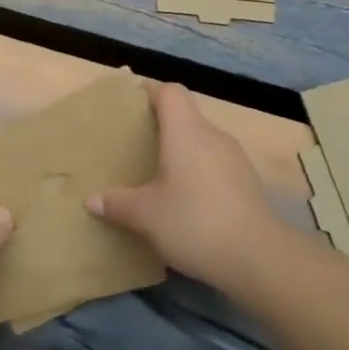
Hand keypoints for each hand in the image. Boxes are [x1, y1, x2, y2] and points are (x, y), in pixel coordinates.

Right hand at [86, 81, 279, 287]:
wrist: (256, 257)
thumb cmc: (193, 222)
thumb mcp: (145, 215)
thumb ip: (117, 203)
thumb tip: (92, 200)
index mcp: (186, 131)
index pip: (170, 92)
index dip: (151, 93)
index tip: (131, 108)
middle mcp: (212, 135)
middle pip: (186, 116)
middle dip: (163, 127)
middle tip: (139, 147)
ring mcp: (235, 158)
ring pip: (203, 141)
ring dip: (183, 152)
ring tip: (161, 176)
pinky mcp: (248, 182)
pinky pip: (217, 164)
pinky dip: (200, 173)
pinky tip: (188, 201)